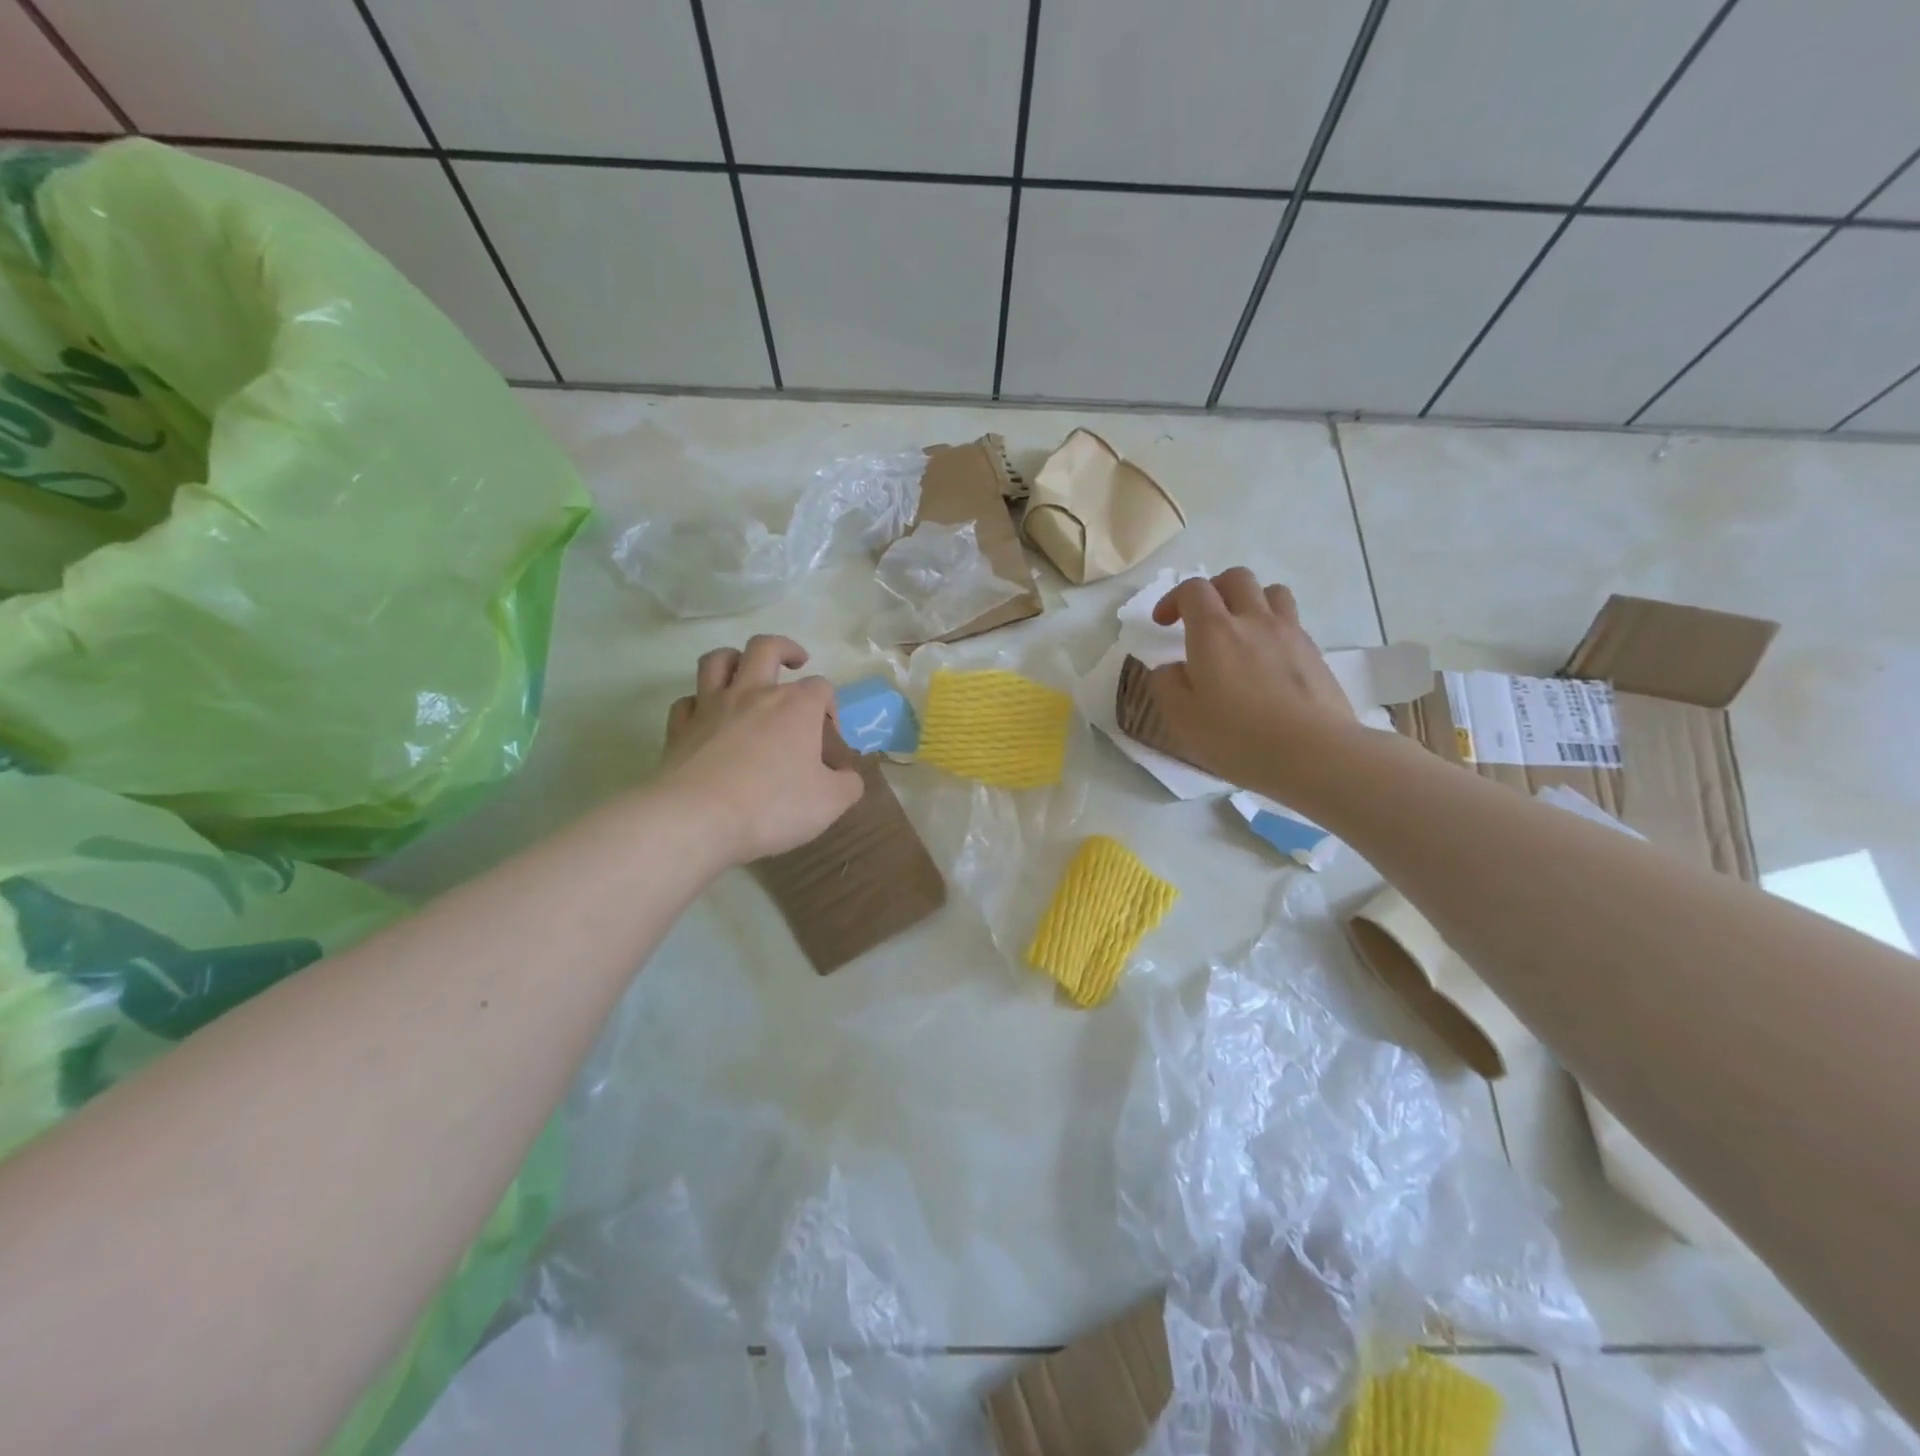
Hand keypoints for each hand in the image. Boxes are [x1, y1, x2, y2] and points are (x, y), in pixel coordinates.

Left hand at [660, 635, 864, 863]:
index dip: (830, 707)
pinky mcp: (680, 728)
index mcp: (796, 706)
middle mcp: (754, 693)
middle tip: (796, 662)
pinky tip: (707, 717)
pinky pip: (687, 701)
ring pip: (718, 661)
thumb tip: (847, 776)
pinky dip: (698, 703)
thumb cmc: (772, 806)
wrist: (697, 819)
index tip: (830, 738)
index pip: (822, 688)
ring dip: (734, 659)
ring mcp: (711, 707)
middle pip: (766, 648)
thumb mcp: (830, 803)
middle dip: (786, 649)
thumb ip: (848, 785)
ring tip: (745, 671)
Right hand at [1148, 569, 1360, 797]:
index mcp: (1214, 632)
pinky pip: (1292, 623)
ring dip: (1251, 602)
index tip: (1164, 624)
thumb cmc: (1237, 737)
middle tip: (1202, 619)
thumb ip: (1167, 684)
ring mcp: (1290, 634)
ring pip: (1272, 592)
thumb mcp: (1182, 717)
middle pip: (1236, 578)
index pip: (1193, 590)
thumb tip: (1172, 668)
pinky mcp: (1315, 654)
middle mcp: (1253, 620)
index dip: (1173, 599)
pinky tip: (1268, 661)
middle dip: (1214, 590)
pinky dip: (1274, 629)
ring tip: (1241, 631)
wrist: (1313, 754)